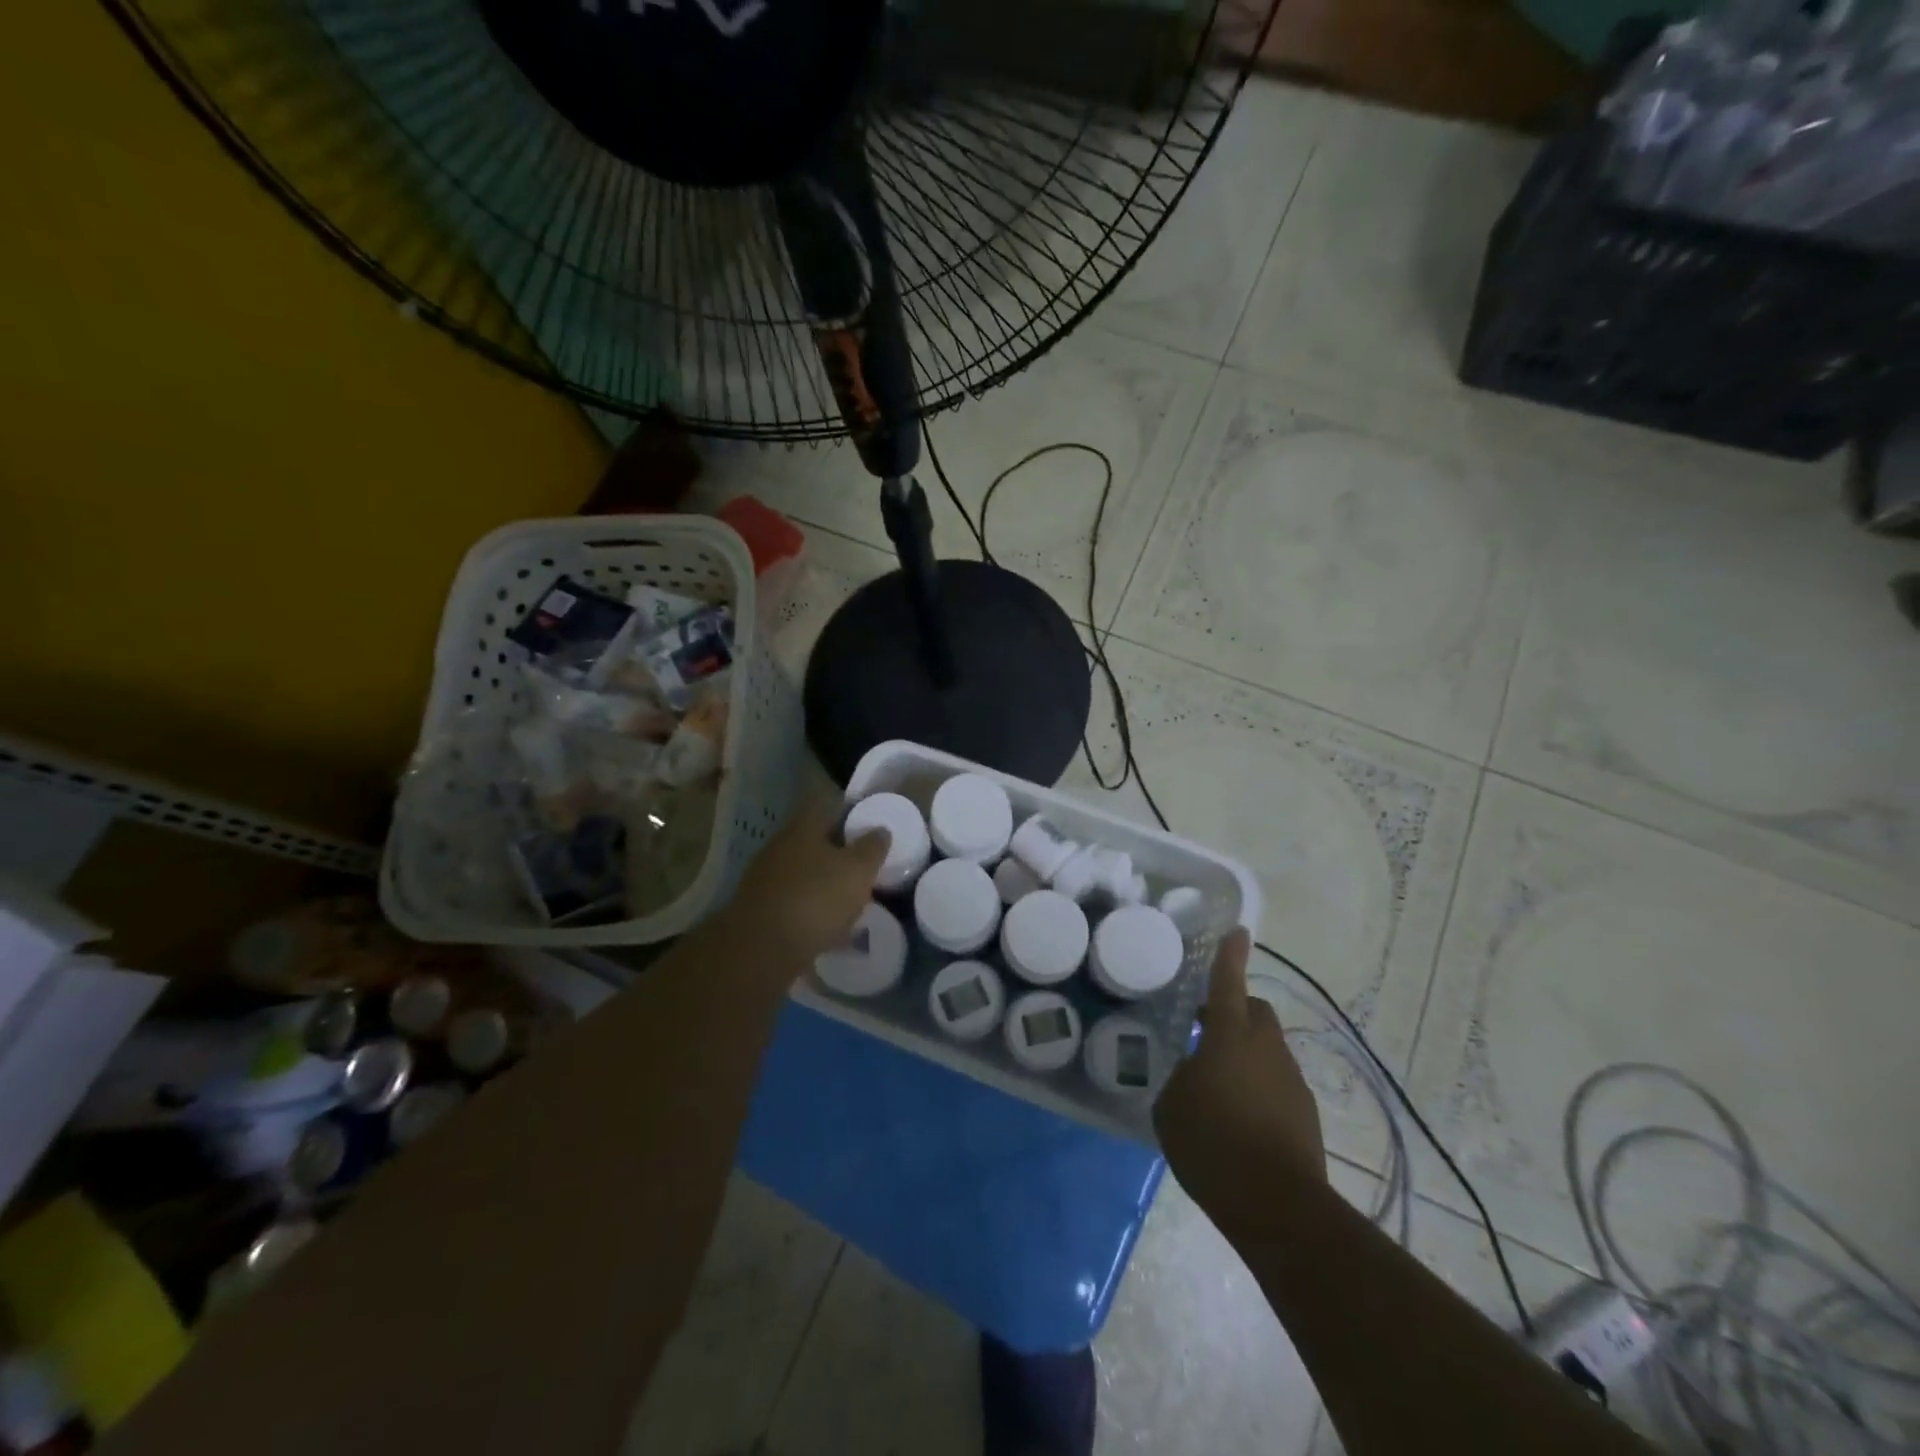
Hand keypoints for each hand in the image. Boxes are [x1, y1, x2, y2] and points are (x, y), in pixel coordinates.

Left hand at [729, 797, 889, 965]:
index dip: (849, 811)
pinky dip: (812, 910)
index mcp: (802, 828)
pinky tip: (830, 929)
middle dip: (838, 851)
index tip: (869, 824)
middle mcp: (779, 846)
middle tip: (863, 864)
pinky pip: (795, 902)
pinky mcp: (760, 910)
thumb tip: (881, 830)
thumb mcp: (858, 870)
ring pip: (803, 872)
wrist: (762, 949)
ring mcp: (765, 879)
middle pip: (813, 840)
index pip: (826, 805)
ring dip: (825, 883)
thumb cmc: (816, 898)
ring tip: (850, 900)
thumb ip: (872, 848)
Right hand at [1154, 930, 1325, 1229]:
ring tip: (1219, 1086)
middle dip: (1233, 1011)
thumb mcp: (1171, 1106)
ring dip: (1245, 1054)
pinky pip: (1277, 1083)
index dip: (1231, 955)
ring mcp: (1290, 1080)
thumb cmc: (1212, 1144)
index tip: (1239, 932)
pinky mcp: (1305, 1113)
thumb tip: (1193, 1073)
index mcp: (1229, 1036)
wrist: (1278, 1206)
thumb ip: (1181, 1078)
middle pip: (1254, 1011)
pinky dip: (1259, 1087)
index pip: (1228, 982)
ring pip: (1266, 1049)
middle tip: (1205, 1030)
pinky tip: (1240, 1119)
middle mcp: (1265, 1048)